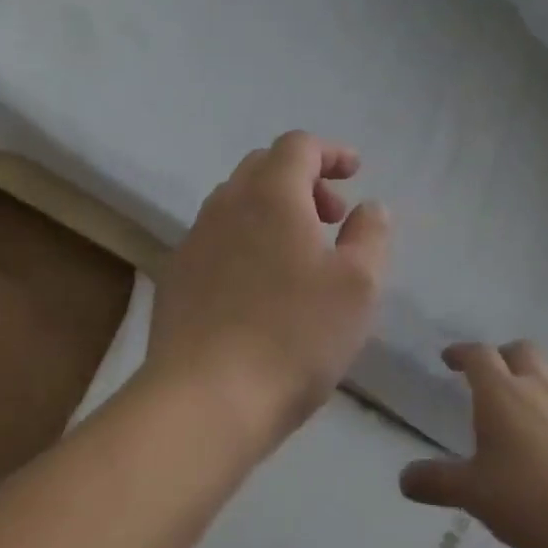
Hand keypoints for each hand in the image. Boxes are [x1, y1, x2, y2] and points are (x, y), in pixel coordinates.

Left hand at [147, 132, 390, 450]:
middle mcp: (226, 204)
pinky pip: (218, 237)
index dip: (331, 152)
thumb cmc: (293, 336)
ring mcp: (195, 240)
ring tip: (302, 254)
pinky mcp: (177, 277)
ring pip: (238, 202)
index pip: (298, 145)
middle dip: (304, 180)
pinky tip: (263, 286)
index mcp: (271, 194)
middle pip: (265, 167)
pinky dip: (248, 239)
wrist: (203, 401)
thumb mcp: (358, 285)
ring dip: (275, 209)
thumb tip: (369, 207)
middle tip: (333, 216)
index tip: (355, 173)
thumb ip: (370, 235)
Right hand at [399, 341, 547, 547]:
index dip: (462, 352)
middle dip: (504, 355)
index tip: (450, 358)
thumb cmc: (528, 501)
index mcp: (501, 393)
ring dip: (541, 378)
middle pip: (522, 351)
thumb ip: (437, 481)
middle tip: (492, 374)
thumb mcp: (473, 494)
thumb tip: (403, 478)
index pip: (479, 355)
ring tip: (532, 401)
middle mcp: (540, 387)